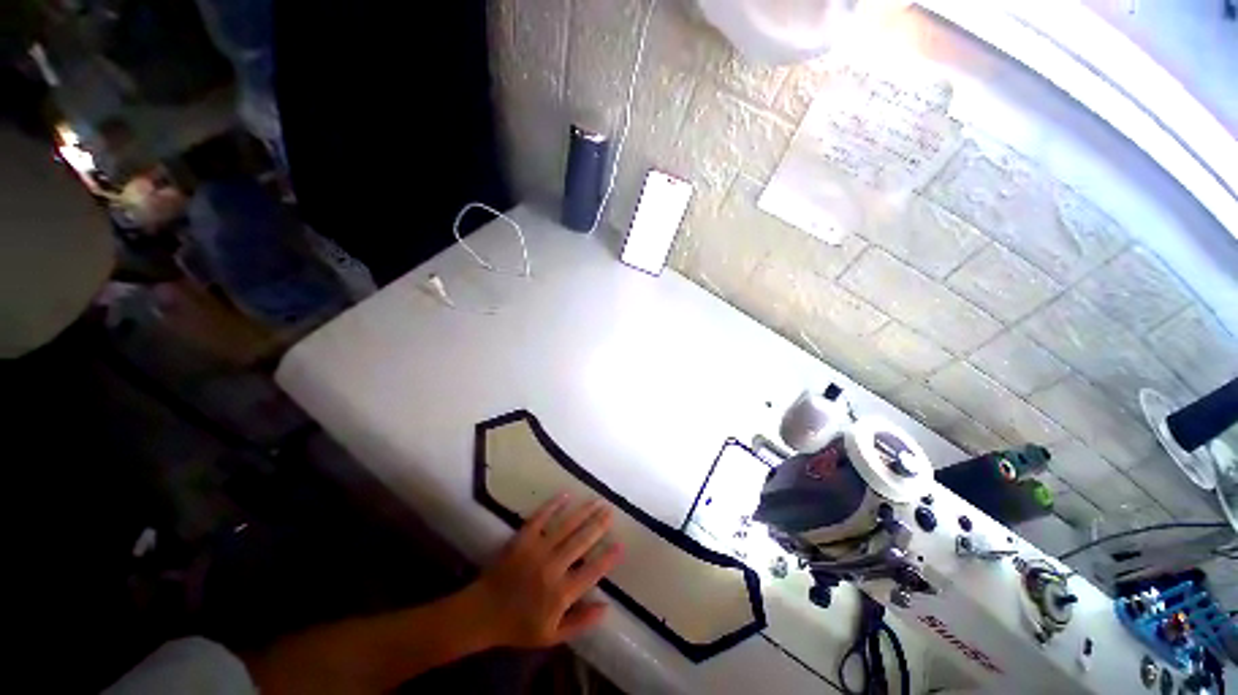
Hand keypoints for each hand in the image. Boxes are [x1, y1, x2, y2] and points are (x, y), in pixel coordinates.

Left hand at [464, 496, 622, 649]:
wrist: (482, 613)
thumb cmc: (518, 626)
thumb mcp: (551, 636)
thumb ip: (580, 623)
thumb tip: (606, 607)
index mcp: (561, 594)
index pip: (592, 572)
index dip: (608, 558)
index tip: (621, 544)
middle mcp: (553, 568)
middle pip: (582, 542)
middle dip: (599, 525)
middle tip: (611, 512)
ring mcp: (537, 551)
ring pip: (566, 526)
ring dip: (584, 512)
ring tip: (597, 501)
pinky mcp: (522, 539)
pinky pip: (540, 518)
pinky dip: (553, 505)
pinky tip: (566, 495)